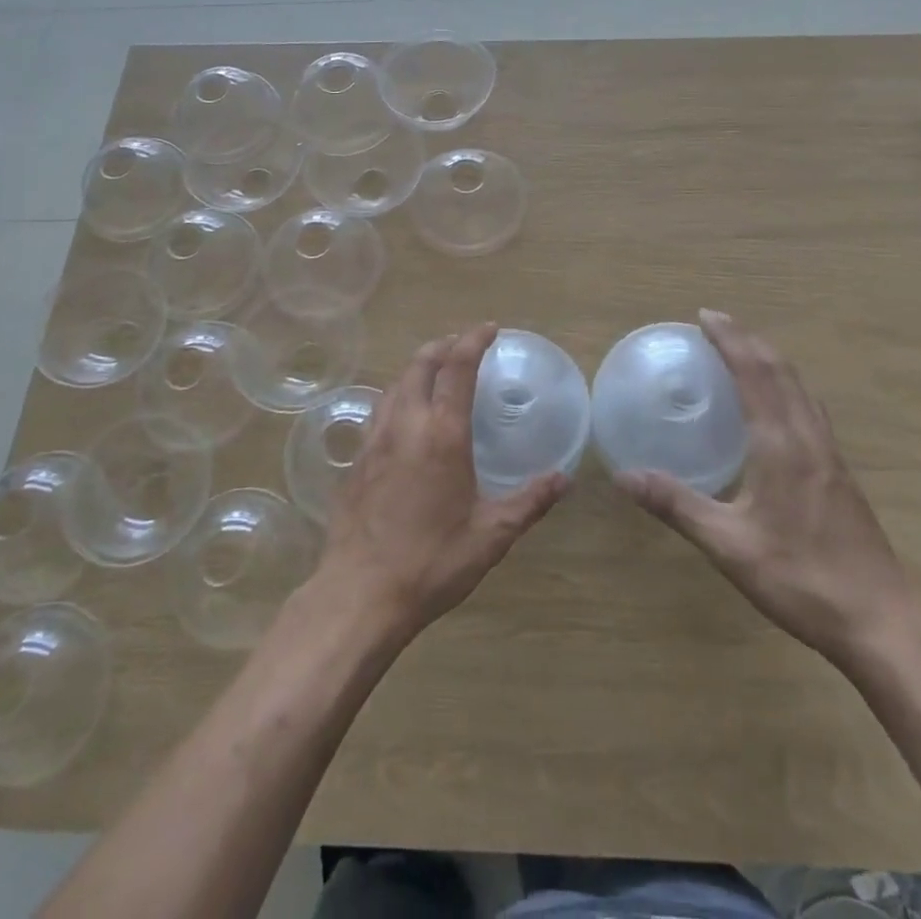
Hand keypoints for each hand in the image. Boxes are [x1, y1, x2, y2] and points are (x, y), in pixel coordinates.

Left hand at [317, 325, 568, 640]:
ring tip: (436, 370)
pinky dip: (399, 394)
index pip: (457, 368)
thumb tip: (564, 479)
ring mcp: (375, 439)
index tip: (489, 328)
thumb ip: (529, 501)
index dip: (473, 340)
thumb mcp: (491, 535)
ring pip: (396, 383)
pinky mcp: (356, 458)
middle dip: (443, 345)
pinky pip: (379, 408)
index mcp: (442, 433)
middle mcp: (406, 424)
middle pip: (420, 364)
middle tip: (463, 343)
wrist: (360, 592)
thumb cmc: (432, 562)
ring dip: (418, 366)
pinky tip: (405, 414)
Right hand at [616, 310, 920, 670]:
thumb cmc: (803, 581)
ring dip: (771, 359)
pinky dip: (786, 386)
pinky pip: (809, 410)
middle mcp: (810, 440)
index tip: (705, 316)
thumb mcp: (729, 546)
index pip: (755, 374)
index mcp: (783, 446)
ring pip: (801, 389)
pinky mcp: (840, 476)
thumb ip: (677, 506)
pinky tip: (776, 407)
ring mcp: (831, 457)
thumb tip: (624, 476)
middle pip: (782, 372)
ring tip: (743, 350)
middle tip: (716, 323)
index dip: (731, 340)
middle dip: (749, 340)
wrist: (884, 625)